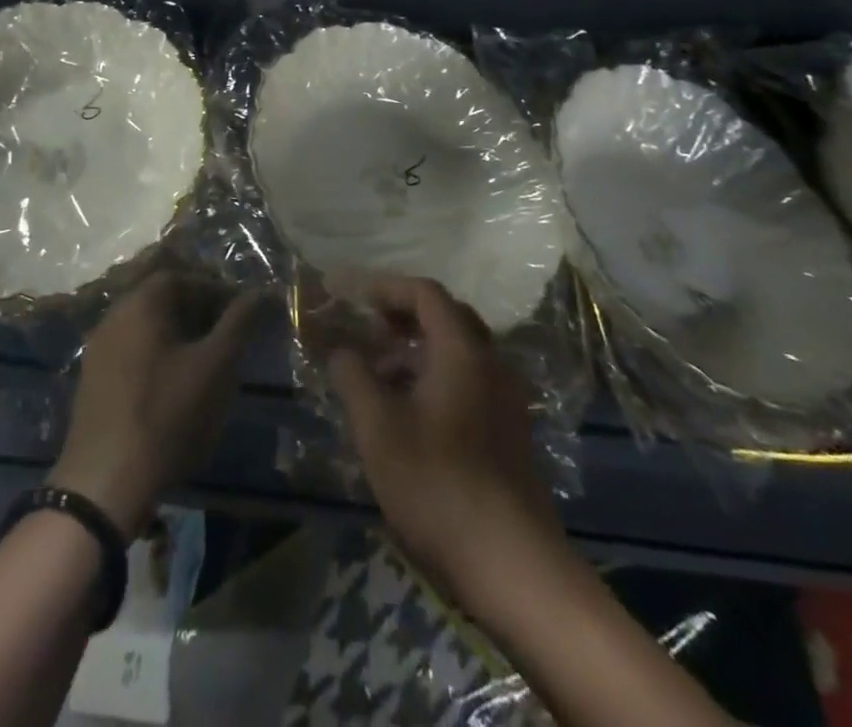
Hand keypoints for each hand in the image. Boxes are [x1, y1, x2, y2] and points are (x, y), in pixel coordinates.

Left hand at [47, 271, 267, 538]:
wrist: (105, 481)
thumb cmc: (168, 413)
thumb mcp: (217, 365)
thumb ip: (241, 322)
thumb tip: (265, 291)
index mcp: (141, 302)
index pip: (184, 277)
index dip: (216, 291)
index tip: (242, 314)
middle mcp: (114, 315)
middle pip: (163, 300)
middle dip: (200, 313)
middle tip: (229, 338)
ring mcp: (98, 349)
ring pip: (147, 328)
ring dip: (179, 337)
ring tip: (208, 365)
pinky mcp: (93, 381)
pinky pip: (132, 352)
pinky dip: (158, 358)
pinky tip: (176, 388)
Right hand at [328, 277, 560, 604]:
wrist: (512, 563)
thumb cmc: (437, 482)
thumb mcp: (378, 427)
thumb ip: (353, 376)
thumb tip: (340, 349)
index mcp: (463, 350)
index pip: (426, 293)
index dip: (388, 288)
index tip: (356, 298)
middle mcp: (491, 363)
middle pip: (448, 317)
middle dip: (405, 316)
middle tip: (370, 331)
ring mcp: (506, 399)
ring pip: (460, 352)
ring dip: (420, 350)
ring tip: (381, 375)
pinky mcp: (511, 431)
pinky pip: (471, 381)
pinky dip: (438, 377)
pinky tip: (411, 412)